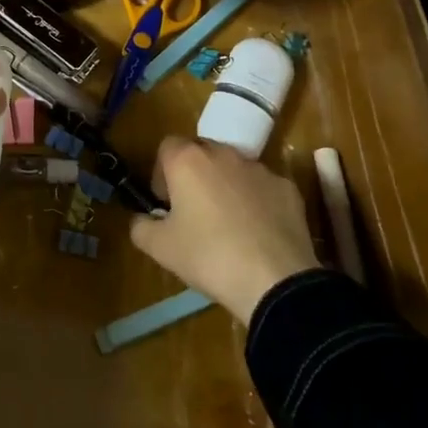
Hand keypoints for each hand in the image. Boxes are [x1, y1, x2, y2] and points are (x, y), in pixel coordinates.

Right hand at [129, 136, 320, 323]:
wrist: (275, 280)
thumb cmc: (209, 257)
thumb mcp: (161, 249)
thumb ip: (141, 227)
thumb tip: (141, 219)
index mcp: (188, 161)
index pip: (167, 147)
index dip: (162, 172)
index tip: (166, 202)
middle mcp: (223, 154)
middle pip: (201, 153)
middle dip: (194, 175)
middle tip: (194, 212)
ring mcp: (259, 169)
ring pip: (234, 169)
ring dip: (226, 186)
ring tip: (229, 225)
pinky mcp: (287, 187)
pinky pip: (263, 188)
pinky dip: (257, 202)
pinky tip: (259, 234)